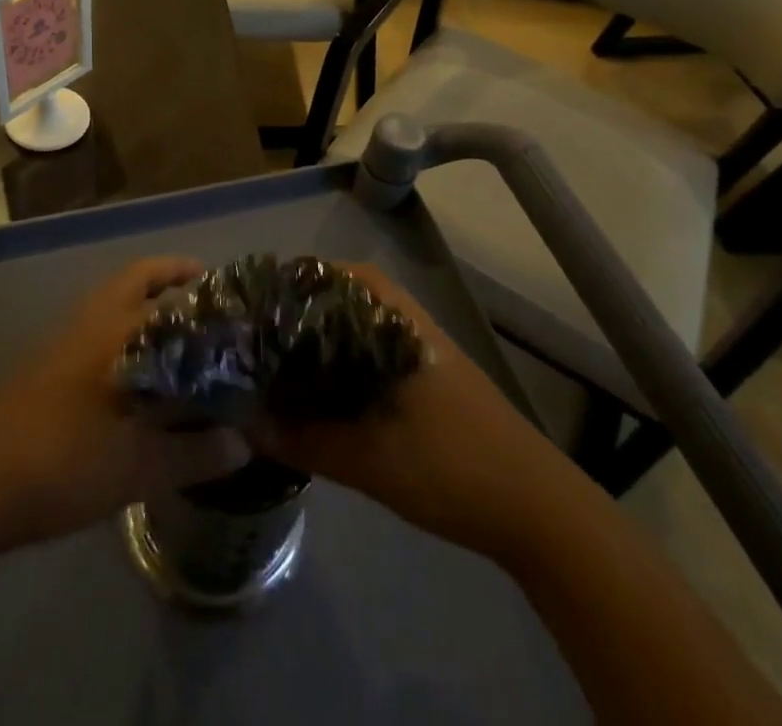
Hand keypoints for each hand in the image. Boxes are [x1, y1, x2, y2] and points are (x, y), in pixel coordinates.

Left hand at [0, 257, 249, 550]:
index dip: (183, 274)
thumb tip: (243, 445)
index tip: (216, 281)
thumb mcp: (137, 466)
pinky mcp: (40, 374)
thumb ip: (193, 454)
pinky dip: (119, 342)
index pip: (152, 282)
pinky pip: (92, 339)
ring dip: (140, 312)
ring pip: (107, 310)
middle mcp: (86, 326)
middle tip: (199, 296)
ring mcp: (58, 347)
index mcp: (112, 332)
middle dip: (163, 281)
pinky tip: (134, 383)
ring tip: (176, 342)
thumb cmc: (62, 461)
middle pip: (128, 282)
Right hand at [252, 264, 558, 554]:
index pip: (327, 276)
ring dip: (318, 337)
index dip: (284, 286)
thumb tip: (246, 424)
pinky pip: (369, 348)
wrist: (535, 506)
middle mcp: (402, 318)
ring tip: (277, 361)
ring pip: (353, 324)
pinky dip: (339, 358)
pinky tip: (321, 390)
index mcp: (391, 319)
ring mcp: (417, 344)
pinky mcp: (425, 373)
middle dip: (295, 313)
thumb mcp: (369, 460)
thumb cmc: (451, 466)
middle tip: (254, 338)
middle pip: (336, 296)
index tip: (248, 307)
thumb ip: (305, 441)